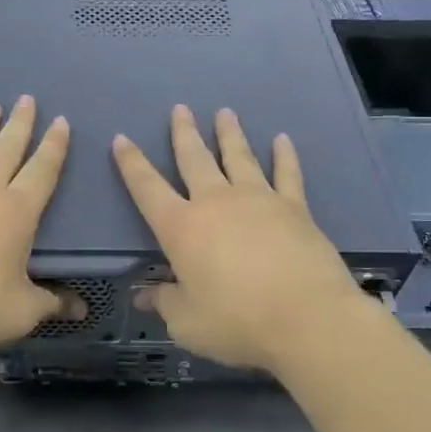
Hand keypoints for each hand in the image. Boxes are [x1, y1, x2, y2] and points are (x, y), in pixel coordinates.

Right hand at [113, 105, 373, 371]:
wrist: (308, 319)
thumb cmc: (237, 322)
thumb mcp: (188, 323)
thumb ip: (165, 303)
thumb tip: (144, 295)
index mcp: (181, 227)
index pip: (147, 188)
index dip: (131, 163)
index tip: (122, 138)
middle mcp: (216, 203)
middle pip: (194, 159)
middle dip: (184, 133)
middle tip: (180, 108)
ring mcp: (258, 200)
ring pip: (239, 157)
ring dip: (229, 134)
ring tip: (225, 112)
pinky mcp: (295, 208)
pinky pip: (287, 174)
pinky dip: (284, 156)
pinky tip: (282, 140)